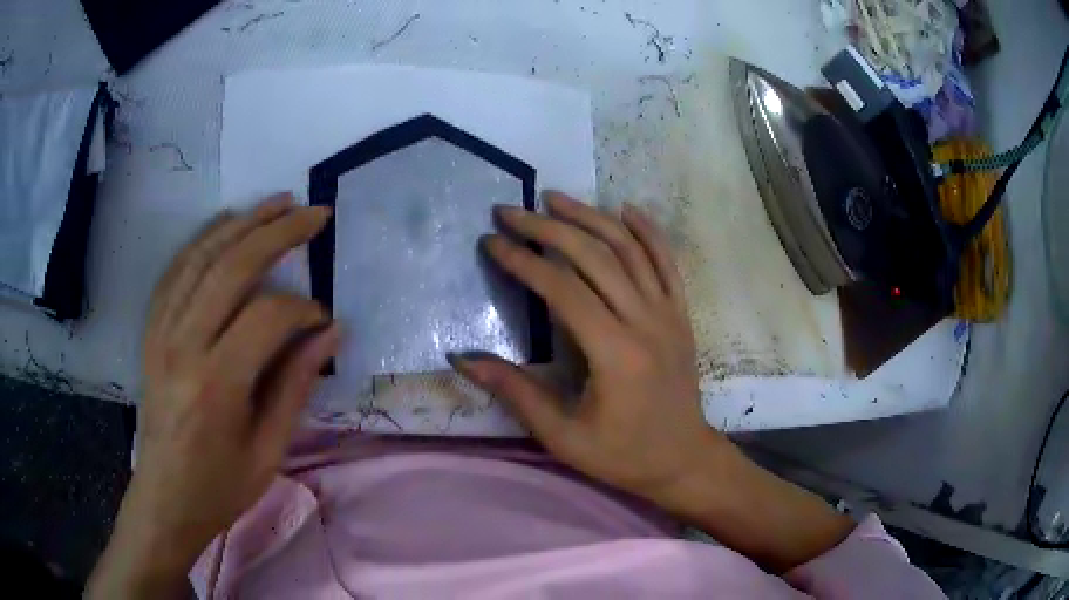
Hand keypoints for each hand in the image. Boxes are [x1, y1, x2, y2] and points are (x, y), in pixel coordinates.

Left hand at [89, 194, 339, 597]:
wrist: (164, 498)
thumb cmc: (220, 487)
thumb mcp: (269, 450)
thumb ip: (295, 385)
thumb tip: (330, 333)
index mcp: (217, 383)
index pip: (267, 317)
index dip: (302, 309)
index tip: (323, 320)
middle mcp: (184, 345)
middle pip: (232, 267)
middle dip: (278, 232)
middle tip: (314, 213)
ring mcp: (161, 332)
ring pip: (201, 257)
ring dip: (242, 223)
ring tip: (276, 202)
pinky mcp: (151, 330)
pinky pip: (175, 271)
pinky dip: (202, 241)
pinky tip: (224, 226)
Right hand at [451, 192, 852, 571]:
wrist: (683, 459)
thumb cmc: (622, 455)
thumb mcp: (563, 436)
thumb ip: (515, 392)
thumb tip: (463, 358)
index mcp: (615, 353)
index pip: (563, 289)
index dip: (523, 261)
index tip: (491, 242)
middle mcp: (646, 322)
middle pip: (595, 257)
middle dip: (548, 228)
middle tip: (511, 211)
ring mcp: (669, 313)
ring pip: (630, 250)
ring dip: (591, 217)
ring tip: (555, 198)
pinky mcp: (681, 314)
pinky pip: (667, 262)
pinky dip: (648, 231)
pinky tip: (627, 209)